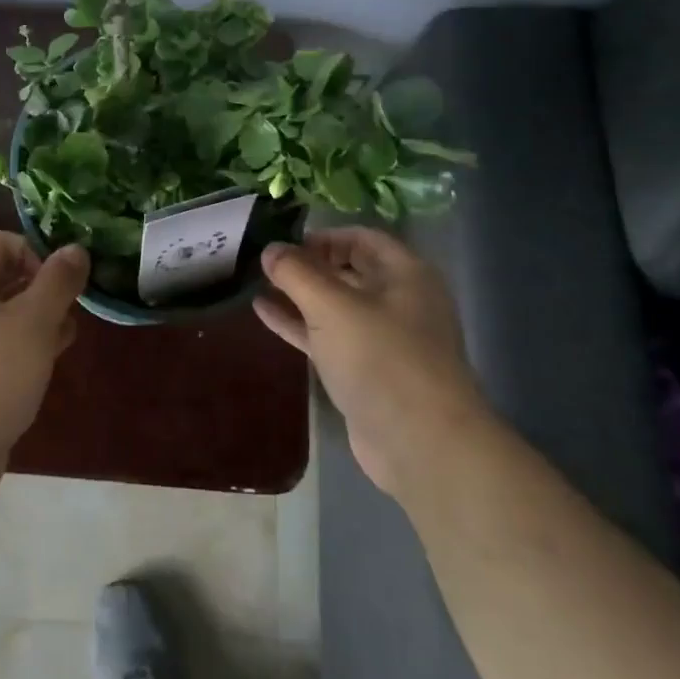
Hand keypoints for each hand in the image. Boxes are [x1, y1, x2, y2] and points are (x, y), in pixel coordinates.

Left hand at [0, 231, 90, 502]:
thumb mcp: (33, 323)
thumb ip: (58, 282)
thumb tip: (75, 249)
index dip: (32, 252)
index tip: (59, 282)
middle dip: (39, 288)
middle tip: (70, 310)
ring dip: (34, 319)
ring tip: (66, 337)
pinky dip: (18, 347)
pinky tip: (45, 365)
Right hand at [255, 227, 486, 497]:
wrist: (421, 443)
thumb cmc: (381, 358)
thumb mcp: (331, 306)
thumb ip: (296, 272)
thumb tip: (270, 248)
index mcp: (405, 274)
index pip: (362, 238)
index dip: (324, 235)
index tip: (285, 241)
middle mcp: (399, 301)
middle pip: (349, 269)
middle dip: (308, 264)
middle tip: (266, 261)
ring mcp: (383, 339)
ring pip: (336, 305)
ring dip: (299, 294)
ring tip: (258, 282)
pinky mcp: (366, 371)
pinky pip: (327, 336)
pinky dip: (298, 324)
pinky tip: (263, 313)